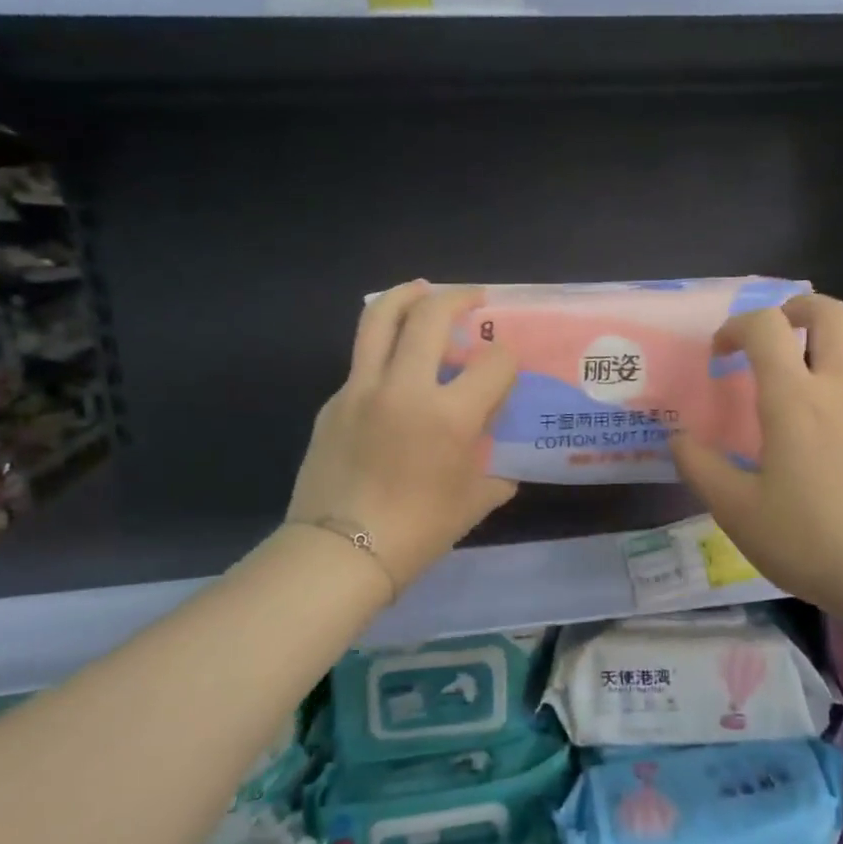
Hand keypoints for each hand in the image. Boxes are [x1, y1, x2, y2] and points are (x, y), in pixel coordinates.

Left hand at [287, 282, 517, 592]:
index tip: (508, 365)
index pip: (493, 363)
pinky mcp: (334, 401)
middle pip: (430, 316)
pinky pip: (362, 361)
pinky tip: (394, 371)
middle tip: (473, 298)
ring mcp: (362, 389)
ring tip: (422, 290)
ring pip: (380, 318)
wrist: (339, 553)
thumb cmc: (416, 532)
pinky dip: (383, 351)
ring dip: (406, 295)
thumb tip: (503, 469)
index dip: (508, 359)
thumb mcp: (471, 504)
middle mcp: (405, 388)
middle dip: (458, 297)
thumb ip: (495, 476)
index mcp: (448, 416)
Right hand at [670, 295, 842, 618]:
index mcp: (794, 400)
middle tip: (771, 334)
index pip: (765, 327)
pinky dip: (840, 378)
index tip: (718, 356)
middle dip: (796, 308)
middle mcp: (838, 388)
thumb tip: (678, 439)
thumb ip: (701, 468)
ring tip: (795, 382)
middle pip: (831, 312)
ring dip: (821, 347)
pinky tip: (823, 424)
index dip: (735, 327)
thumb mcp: (737, 511)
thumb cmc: (809, 539)